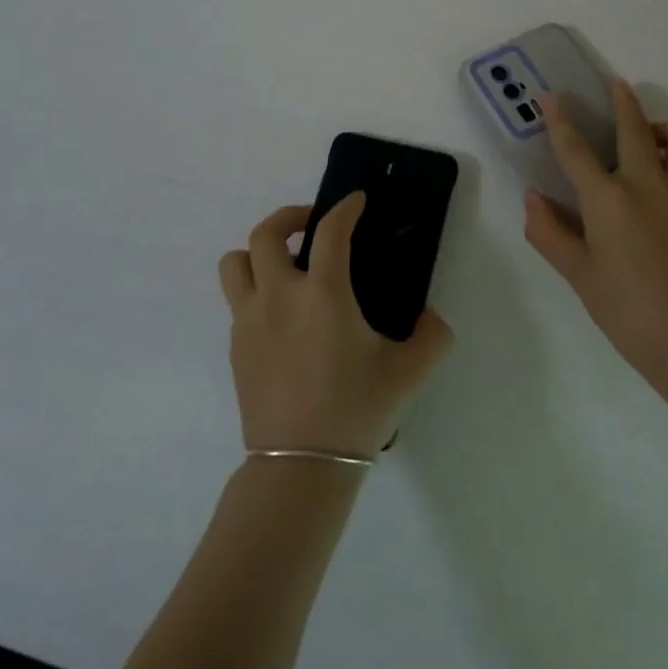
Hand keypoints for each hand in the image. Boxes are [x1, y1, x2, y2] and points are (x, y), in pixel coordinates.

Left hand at [219, 197, 452, 459]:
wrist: (300, 467)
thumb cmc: (355, 411)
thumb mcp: (408, 373)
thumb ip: (432, 337)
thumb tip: (431, 318)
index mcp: (323, 294)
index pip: (331, 231)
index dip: (345, 208)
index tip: (356, 201)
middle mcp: (279, 296)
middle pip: (266, 233)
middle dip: (290, 217)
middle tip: (313, 225)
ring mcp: (249, 320)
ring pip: (236, 262)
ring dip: (259, 252)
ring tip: (285, 265)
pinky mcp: (235, 346)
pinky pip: (237, 301)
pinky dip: (256, 291)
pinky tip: (282, 316)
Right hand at [524, 80, 667, 385]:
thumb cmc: (625, 308)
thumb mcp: (577, 273)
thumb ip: (549, 232)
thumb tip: (533, 199)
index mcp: (606, 199)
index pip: (575, 149)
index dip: (559, 120)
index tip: (551, 96)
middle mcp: (646, 184)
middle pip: (635, 127)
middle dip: (623, 101)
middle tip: (616, 87)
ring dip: (665, 129)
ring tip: (652, 139)